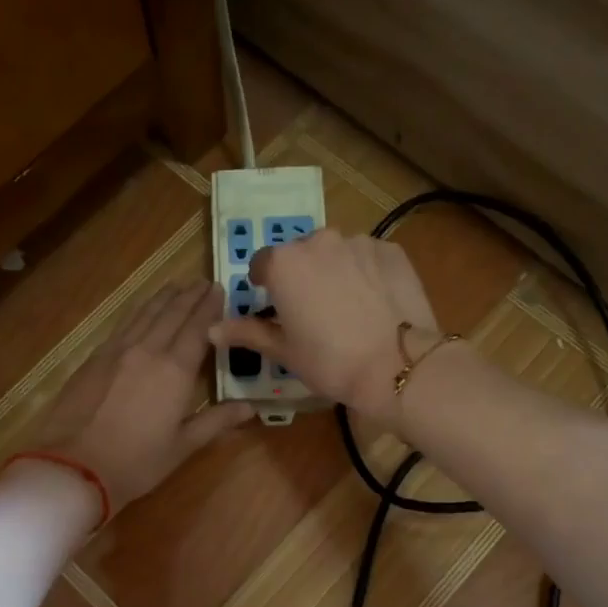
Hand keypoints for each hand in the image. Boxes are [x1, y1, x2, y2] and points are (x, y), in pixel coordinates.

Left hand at [28, 281, 255, 514]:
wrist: (73, 466)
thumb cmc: (135, 462)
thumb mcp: (182, 446)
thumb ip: (216, 421)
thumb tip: (250, 407)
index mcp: (175, 370)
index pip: (198, 328)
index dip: (209, 308)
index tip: (219, 290)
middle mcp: (148, 350)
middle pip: (172, 313)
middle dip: (189, 296)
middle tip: (203, 282)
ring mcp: (117, 351)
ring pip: (145, 313)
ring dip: (163, 297)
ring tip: (176, 286)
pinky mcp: (94, 358)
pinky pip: (123, 324)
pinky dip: (139, 311)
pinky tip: (141, 311)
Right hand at [208, 231, 439, 418]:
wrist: (395, 365)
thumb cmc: (329, 361)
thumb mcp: (284, 351)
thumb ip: (247, 332)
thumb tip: (211, 329)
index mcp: (284, 263)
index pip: (262, 264)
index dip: (265, 286)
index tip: (276, 308)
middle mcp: (318, 240)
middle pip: (300, 254)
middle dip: (301, 276)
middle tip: (312, 312)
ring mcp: (358, 241)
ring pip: (336, 252)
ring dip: (334, 271)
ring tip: (348, 307)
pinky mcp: (391, 250)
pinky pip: (368, 257)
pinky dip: (366, 272)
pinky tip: (375, 302)